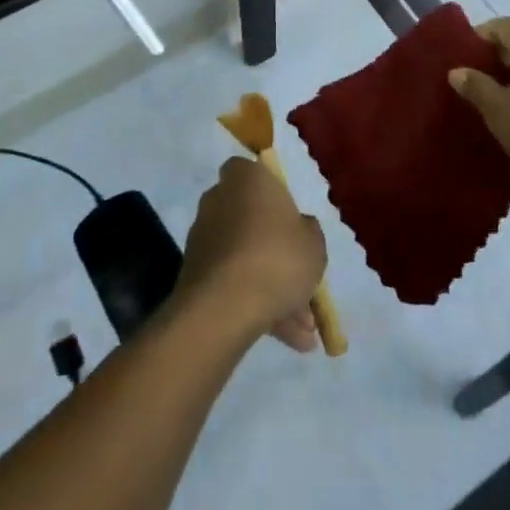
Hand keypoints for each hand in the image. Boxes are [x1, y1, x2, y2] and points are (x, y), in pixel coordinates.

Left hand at [174, 158, 326, 352]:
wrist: (224, 307)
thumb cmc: (277, 258)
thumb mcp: (314, 244)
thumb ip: (309, 232)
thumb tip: (299, 229)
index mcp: (246, 178)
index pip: (253, 171)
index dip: (272, 194)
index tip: (291, 220)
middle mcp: (219, 199)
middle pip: (252, 220)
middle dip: (279, 254)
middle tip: (304, 285)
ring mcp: (204, 238)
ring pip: (246, 258)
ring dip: (273, 289)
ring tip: (303, 331)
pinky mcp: (195, 273)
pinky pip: (233, 283)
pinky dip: (256, 305)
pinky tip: (287, 338)